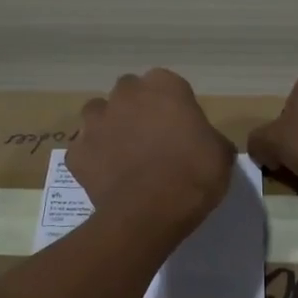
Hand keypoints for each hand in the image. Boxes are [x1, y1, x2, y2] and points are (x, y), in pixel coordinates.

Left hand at [67, 69, 234, 235]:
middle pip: (130, 94)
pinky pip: (84, 150)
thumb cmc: (194, 175)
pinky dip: (93, 159)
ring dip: (110, 128)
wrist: (150, 212)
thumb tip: (206, 143)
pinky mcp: (76, 151)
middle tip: (152, 139)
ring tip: (125, 155)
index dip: (173, 106)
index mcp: (164, 86)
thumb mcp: (221, 154)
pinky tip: (108, 177)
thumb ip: (209, 138)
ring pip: (99, 115)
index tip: (180, 128)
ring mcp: (96, 121)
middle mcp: (125, 94)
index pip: (167, 85)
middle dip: (137, 110)